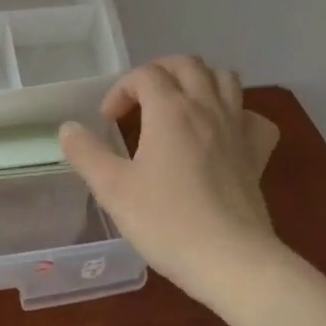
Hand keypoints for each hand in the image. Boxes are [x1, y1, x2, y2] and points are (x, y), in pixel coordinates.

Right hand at [60, 57, 282, 304]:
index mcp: (171, 110)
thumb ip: (86, 153)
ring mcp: (238, 129)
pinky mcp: (257, 154)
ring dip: (200, 81)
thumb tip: (68, 128)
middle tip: (140, 100)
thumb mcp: (113, 189)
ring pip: (225, 79)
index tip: (108, 121)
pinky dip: (238, 115)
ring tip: (180, 104)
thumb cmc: (167, 222)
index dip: (121, 90)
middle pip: (187, 64)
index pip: (145, 74)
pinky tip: (223, 134)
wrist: (231, 260)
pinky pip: (254, 118)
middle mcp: (207, 108)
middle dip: (159, 72)